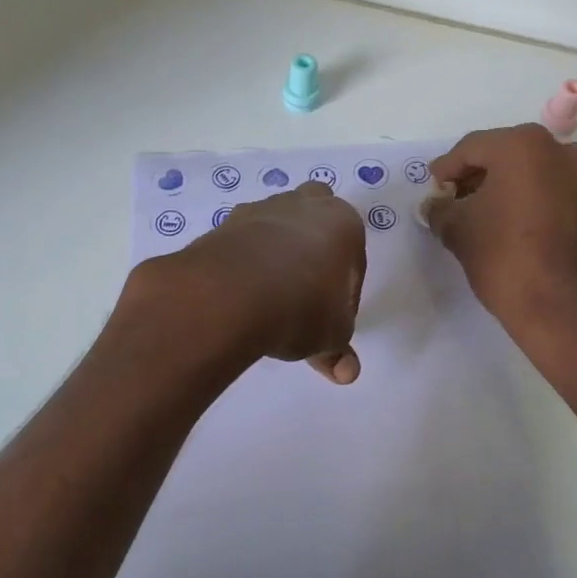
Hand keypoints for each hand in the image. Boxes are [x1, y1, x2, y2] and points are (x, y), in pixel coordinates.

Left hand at [141, 182, 366, 382]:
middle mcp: (304, 205)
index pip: (352, 259)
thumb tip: (346, 372)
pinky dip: (245, 263)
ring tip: (269, 300)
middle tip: (307, 291)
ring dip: (278, 254)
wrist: (230, 294)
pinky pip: (243, 243)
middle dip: (315, 248)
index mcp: (343, 223)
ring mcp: (260, 210)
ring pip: (277, 226)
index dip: (346, 293)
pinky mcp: (224, 225)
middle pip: (315, 219)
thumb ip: (339, 350)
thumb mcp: (332, 335)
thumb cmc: (302, 306)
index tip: (332, 321)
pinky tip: (242, 296)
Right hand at [422, 125, 576, 345]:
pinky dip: (557, 214)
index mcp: (525, 147)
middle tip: (467, 202)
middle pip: (516, 157)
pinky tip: (543, 240)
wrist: (564, 313)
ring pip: (551, 179)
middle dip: (489, 177)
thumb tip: (437, 205)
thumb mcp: (458, 231)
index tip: (436, 187)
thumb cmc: (504, 259)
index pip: (474, 147)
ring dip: (527, 192)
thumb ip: (441, 209)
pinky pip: (576, 206)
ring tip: (509, 221)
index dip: (449, 168)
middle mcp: (567, 154)